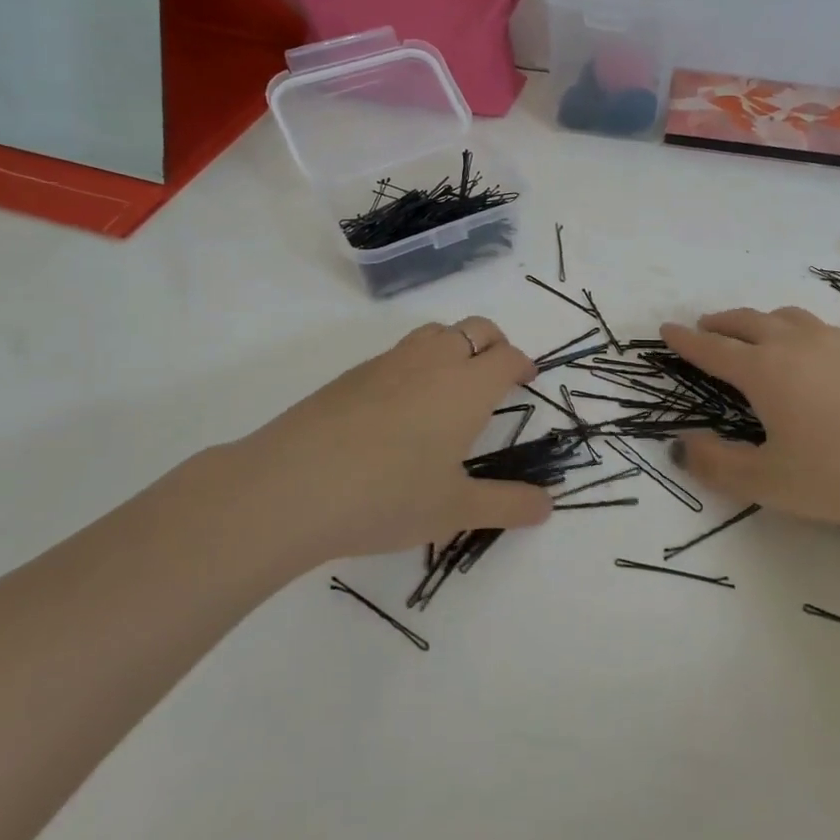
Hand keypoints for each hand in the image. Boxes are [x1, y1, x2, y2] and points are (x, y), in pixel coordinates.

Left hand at [190, 317, 551, 563]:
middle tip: (497, 375)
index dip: (522, 364)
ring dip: (454, 346)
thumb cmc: (388, 496)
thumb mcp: (455, 510)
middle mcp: (432, 361)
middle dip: (494, 344)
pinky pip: (399, 353)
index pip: (506, 357)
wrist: (292, 487)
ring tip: (451, 385)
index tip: (526, 380)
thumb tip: (548, 506)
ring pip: (435, 333)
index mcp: (466, 386)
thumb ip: (507, 504)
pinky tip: (401, 408)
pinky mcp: (351, 375)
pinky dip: (417, 364)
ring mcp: (388, 363)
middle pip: (475, 329)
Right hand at [661, 307, 839, 530]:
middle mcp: (794, 344)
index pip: (712, 349)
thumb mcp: (770, 482)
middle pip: (746, 321)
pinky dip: (795, 328)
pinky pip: (816, 326)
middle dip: (720, 323)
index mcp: (763, 371)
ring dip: (758, 320)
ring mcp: (834, 341)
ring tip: (753, 331)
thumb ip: (718, 465)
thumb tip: (680, 445)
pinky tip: (808, 349)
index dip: (685, 341)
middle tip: (705, 327)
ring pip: (784, 316)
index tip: (666, 330)